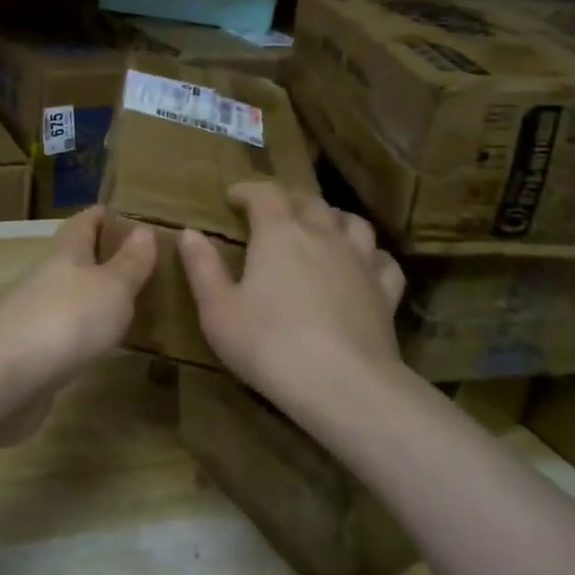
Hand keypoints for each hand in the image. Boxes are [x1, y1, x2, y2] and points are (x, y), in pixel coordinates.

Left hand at [0, 206, 157, 419]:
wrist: (7, 375)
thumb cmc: (68, 318)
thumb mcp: (113, 287)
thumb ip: (130, 262)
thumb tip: (143, 230)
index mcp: (66, 252)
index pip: (83, 222)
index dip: (102, 215)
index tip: (124, 213)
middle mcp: (46, 275)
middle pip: (73, 256)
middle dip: (99, 255)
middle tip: (136, 262)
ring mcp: (34, 312)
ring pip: (67, 293)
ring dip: (91, 294)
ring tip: (125, 303)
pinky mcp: (30, 347)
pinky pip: (62, 327)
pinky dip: (81, 327)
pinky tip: (98, 341)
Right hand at [179, 183, 405, 415]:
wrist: (343, 384)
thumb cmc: (269, 343)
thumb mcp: (218, 309)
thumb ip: (202, 267)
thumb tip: (189, 232)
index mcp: (279, 232)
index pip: (264, 193)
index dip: (247, 190)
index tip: (232, 197)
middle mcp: (323, 234)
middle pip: (308, 200)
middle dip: (286, 198)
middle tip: (270, 209)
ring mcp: (360, 261)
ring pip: (351, 221)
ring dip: (331, 217)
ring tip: (319, 227)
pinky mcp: (385, 292)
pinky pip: (382, 260)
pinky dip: (370, 255)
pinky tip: (362, 265)